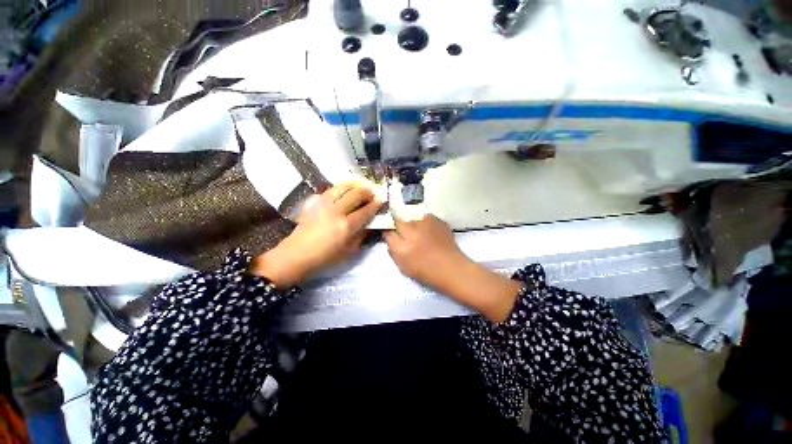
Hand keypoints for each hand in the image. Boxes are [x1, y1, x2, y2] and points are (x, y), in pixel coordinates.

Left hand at [251, 181, 381, 286]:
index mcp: (346, 226)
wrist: (296, 255)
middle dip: (367, 191)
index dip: (375, 204)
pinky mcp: (315, 202)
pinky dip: (341, 187)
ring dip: (355, 185)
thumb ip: (361, 236)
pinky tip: (345, 189)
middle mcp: (336, 211)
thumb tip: (370, 224)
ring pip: (343, 187)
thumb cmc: (325, 258)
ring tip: (361, 186)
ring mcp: (324, 204)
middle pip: (356, 194)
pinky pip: (331, 189)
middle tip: (373, 193)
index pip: (366, 210)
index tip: (381, 200)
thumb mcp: (349, 251)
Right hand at [384, 215, 522, 322]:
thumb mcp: (403, 265)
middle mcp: (413, 229)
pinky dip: (425, 224)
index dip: (389, 231)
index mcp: (402, 244)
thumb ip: (393, 248)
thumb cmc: (426, 271)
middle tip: (406, 235)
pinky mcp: (438, 220)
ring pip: (413, 217)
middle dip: (400, 226)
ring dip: (413, 224)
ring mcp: (427, 222)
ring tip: (420, 234)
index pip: (388, 230)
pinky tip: (430, 233)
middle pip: (400, 220)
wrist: (452, 268)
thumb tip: (389, 235)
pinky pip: (425, 218)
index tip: (392, 235)